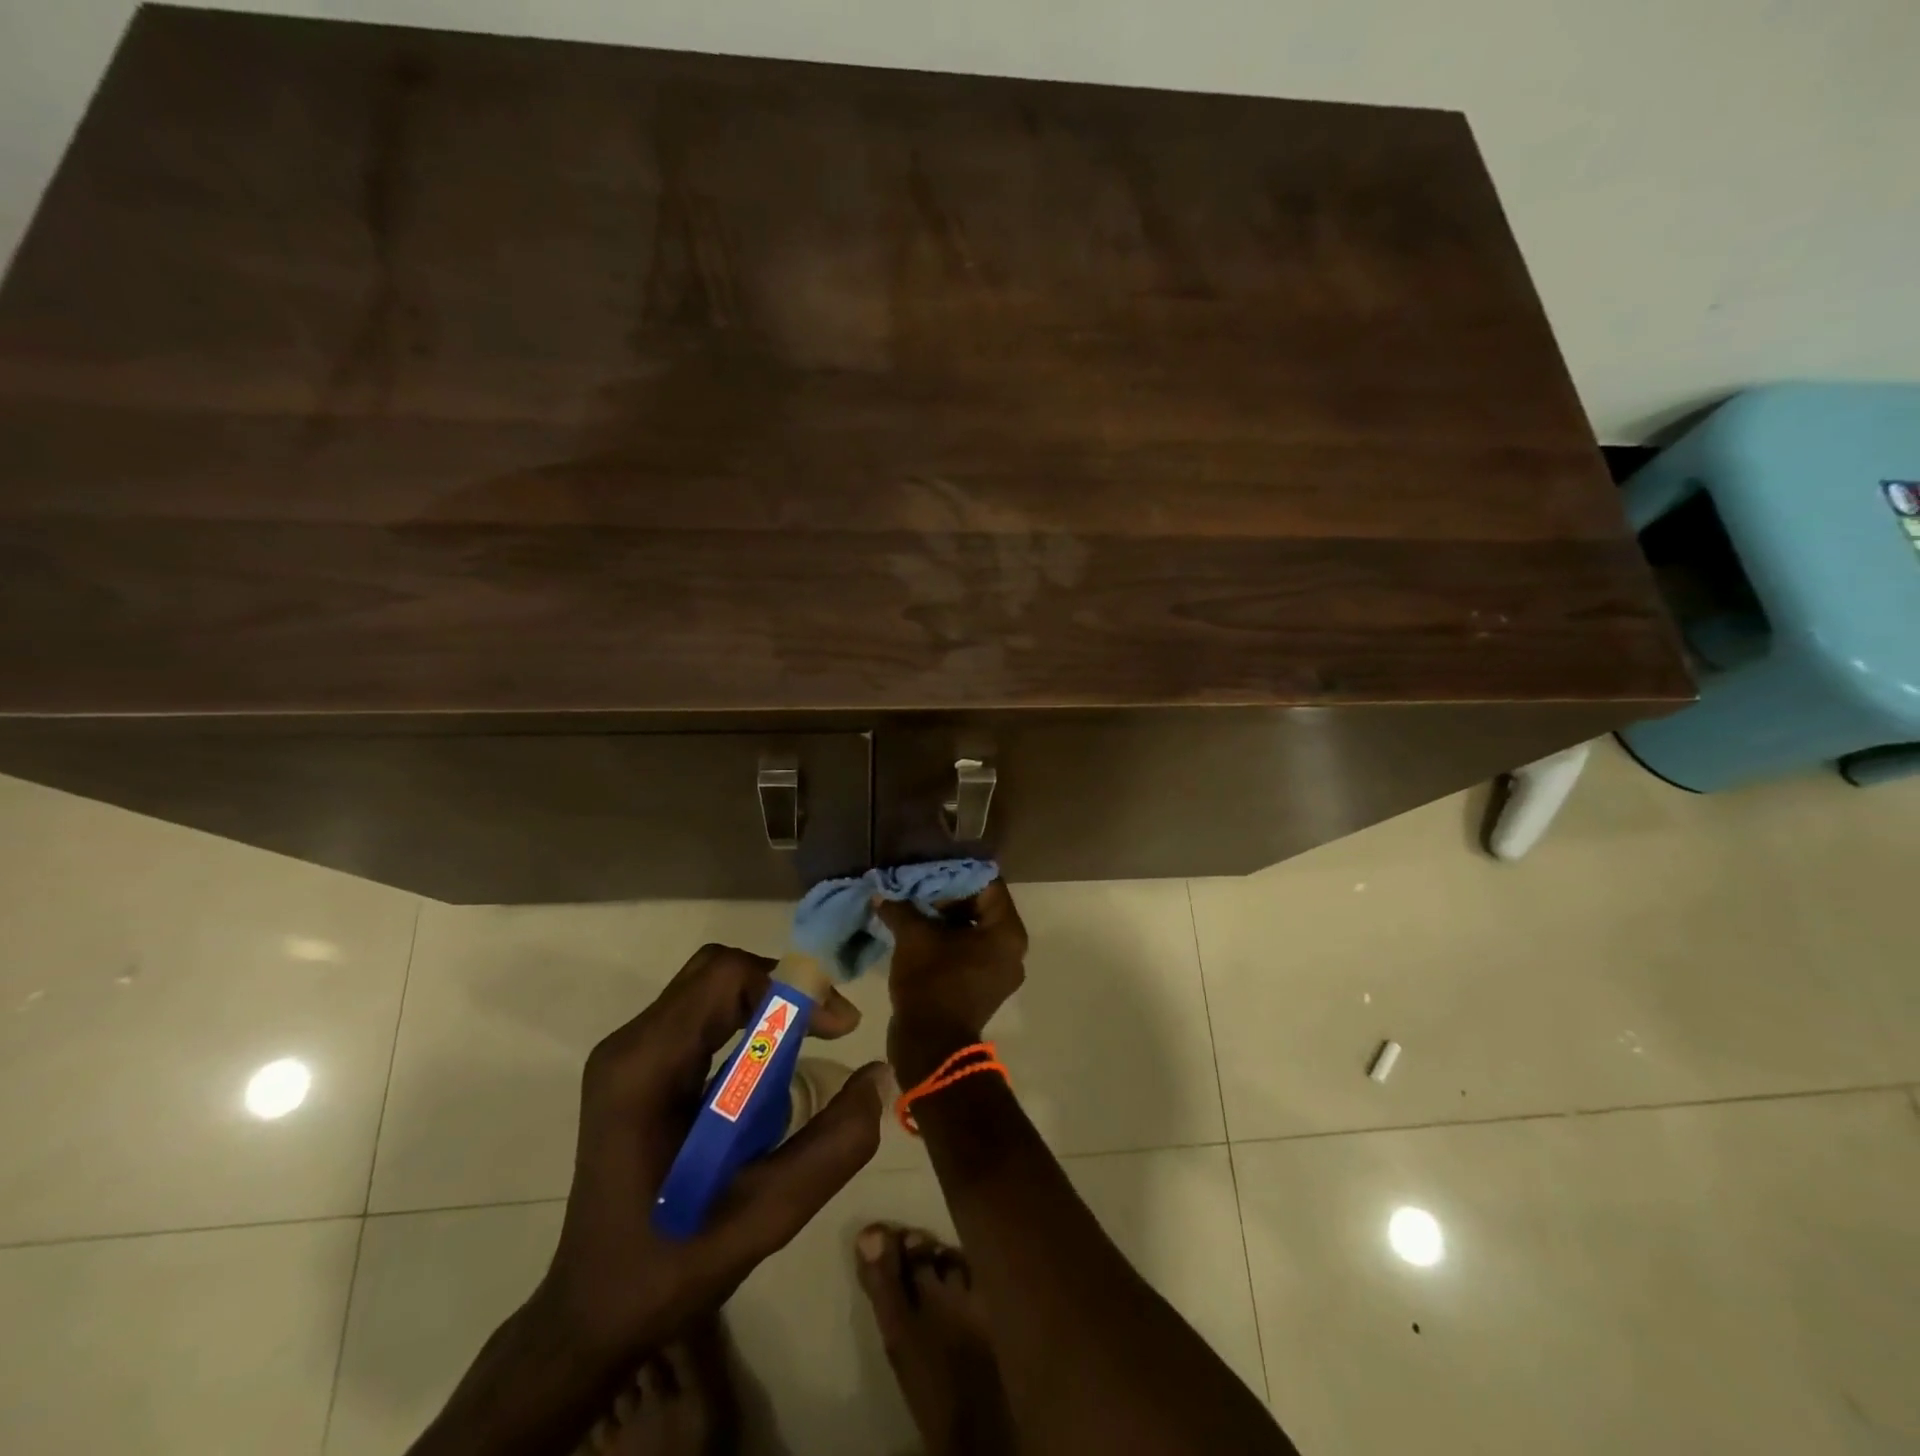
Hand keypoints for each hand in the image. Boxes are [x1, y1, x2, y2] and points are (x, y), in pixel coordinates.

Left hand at [536, 943, 887, 1362]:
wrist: (590, 1316)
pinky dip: (746, 1025)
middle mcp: (630, 1046)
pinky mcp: (636, 1070)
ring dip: (766, 1007)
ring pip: (710, 989)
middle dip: (783, 989)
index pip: (724, 977)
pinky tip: (767, 1076)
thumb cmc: (670, 1268)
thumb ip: (833, 1146)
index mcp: (645, 1068)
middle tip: (829, 1031)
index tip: (838, 1029)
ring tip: (806, 1049)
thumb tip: (878, 1075)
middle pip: (717, 973)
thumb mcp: (767, 1216)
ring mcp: (628, 1056)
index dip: (790, 986)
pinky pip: (701, 1017)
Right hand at [878, 880, 1027, 1081]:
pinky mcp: (983, 985)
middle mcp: (1012, 948)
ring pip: (973, 928)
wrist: (930, 1047)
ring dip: (944, 917)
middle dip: (947, 894)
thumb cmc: (931, 985)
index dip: (957, 873)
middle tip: (917, 884)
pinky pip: (968, 950)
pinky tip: (918, 930)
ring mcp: (999, 970)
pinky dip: (947, 938)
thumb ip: (902, 908)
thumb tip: (882, 892)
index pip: (988, 884)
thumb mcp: (914, 938)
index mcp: (1007, 932)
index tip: (929, 867)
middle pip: (981, 905)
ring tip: (913, 903)